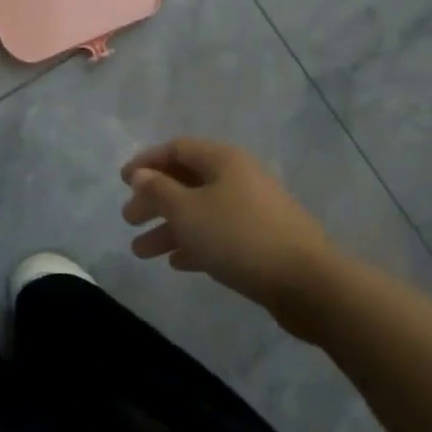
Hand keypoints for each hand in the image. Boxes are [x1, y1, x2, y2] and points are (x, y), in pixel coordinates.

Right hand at [121, 138, 338, 337]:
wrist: (308, 283)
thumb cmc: (239, 237)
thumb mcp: (188, 211)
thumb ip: (159, 190)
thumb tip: (141, 175)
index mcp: (223, 160)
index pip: (177, 149)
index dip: (147, 162)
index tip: (123, 181)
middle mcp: (239, 178)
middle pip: (187, 181)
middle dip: (154, 200)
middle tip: (129, 219)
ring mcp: (253, 210)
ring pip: (200, 212)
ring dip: (169, 228)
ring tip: (141, 252)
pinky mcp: (262, 241)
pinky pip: (218, 235)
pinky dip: (195, 244)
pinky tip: (176, 263)